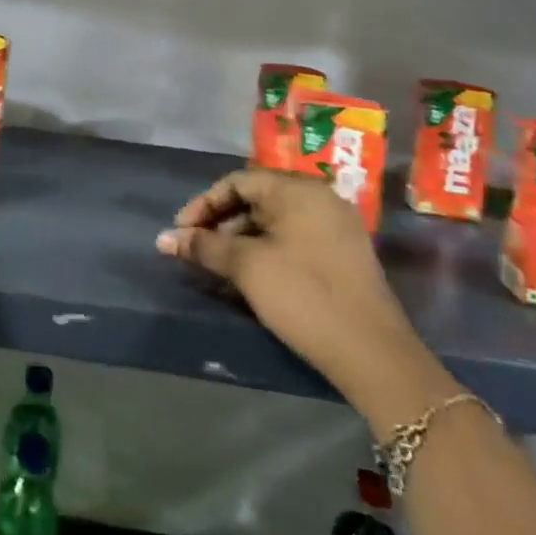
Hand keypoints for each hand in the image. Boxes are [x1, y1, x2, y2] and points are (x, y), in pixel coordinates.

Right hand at [157, 169, 451, 430]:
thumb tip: (164, 238)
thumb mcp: (246, 267)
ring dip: (240, 240)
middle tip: (196, 251)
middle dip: (220, 224)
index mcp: (299, 190)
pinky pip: (293, 240)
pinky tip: (248, 278)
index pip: (238, 182)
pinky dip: (265, 252)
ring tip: (217, 268)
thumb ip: (203, 246)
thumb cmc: (303, 294)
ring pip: (274, 222)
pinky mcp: (342, 255)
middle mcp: (320, 199)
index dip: (204, 205)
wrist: (371, 352)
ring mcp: (335, 228)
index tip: (182, 233)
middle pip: (256, 200)